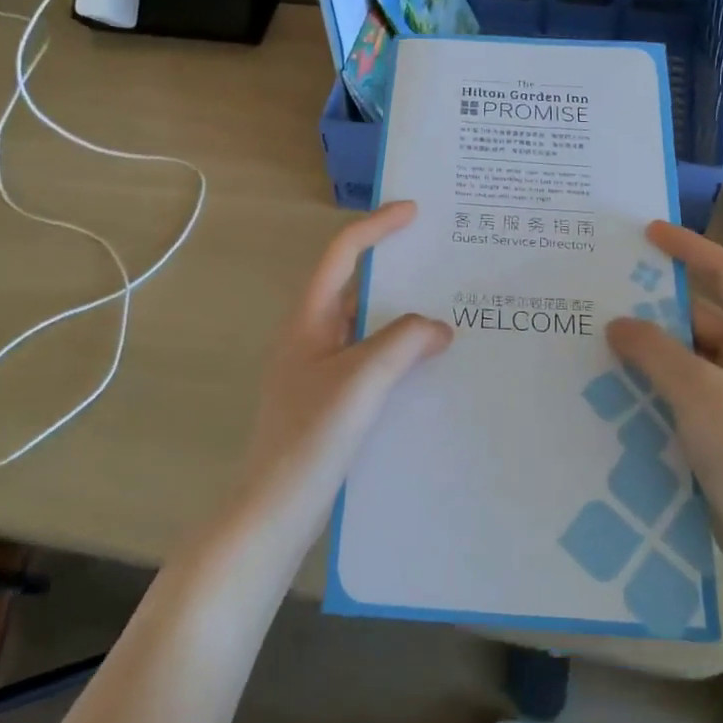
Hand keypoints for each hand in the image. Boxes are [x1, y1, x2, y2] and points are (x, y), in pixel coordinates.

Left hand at [239, 202, 451, 535]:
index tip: (414, 212)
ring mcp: (319, 368)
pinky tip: (428, 366)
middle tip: (442, 262)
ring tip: (447, 311)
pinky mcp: (330, 399)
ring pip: (366, 326)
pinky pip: (370, 359)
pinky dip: (399, 352)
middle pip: (355, 286)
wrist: (275, 509)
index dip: (376, 226)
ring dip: (401, 315)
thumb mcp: (362, 380)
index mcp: (309, 318)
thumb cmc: (311, 435)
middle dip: (396, 270)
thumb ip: (403, 342)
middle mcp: (311, 335)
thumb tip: (439, 328)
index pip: (342, 254)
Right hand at [605, 221, 722, 613]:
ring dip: (648, 347)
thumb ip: (655, 350)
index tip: (648, 232)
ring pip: (686, 354)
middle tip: (603, 293)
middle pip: (699, 317)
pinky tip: (614, 379)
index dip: (689, 249)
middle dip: (654, 308)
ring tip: (598, 335)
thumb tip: (617, 324)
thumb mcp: (699, 393)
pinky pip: (682, 386)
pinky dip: (652, 379)